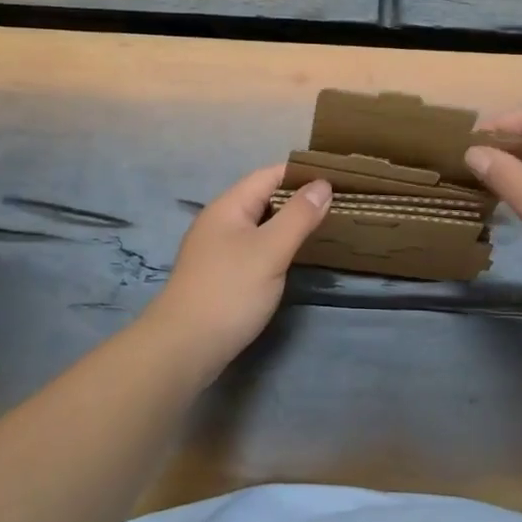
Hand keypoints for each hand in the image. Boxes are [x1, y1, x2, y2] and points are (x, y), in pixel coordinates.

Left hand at [147, 165, 331, 365]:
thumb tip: (322, 184)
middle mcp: (220, 222)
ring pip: (259, 226)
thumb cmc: (229, 291)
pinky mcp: (220, 276)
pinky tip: (294, 258)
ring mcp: (217, 250)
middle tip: (338, 204)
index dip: (301, 173)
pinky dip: (276, 247)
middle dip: (298, 199)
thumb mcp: (270, 250)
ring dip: (288, 224)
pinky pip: (254, 249)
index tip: (337, 177)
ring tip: (324, 227)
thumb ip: (298, 216)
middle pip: (263, 198)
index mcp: (229, 206)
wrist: (183, 348)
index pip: (268, 175)